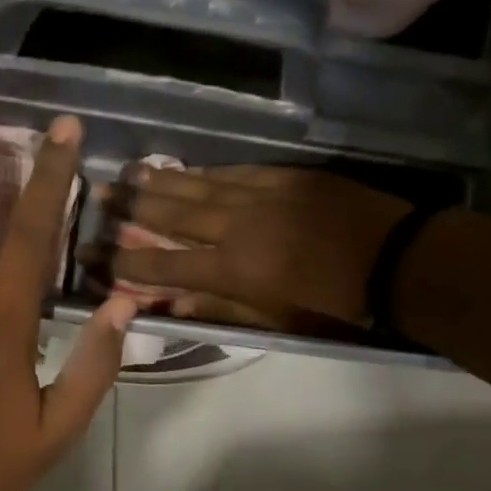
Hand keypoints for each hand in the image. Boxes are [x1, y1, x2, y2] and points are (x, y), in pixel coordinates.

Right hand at [94, 165, 410, 329]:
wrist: (396, 262)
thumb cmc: (335, 306)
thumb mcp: (276, 321)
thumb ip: (221, 310)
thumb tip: (171, 306)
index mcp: (232, 270)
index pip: (164, 263)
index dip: (125, 260)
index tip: (94, 254)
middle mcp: (236, 227)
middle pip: (172, 214)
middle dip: (131, 206)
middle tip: (99, 195)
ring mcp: (260, 195)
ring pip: (199, 186)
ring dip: (161, 180)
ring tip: (129, 172)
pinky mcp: (284, 176)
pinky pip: (234, 172)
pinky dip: (206, 172)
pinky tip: (187, 169)